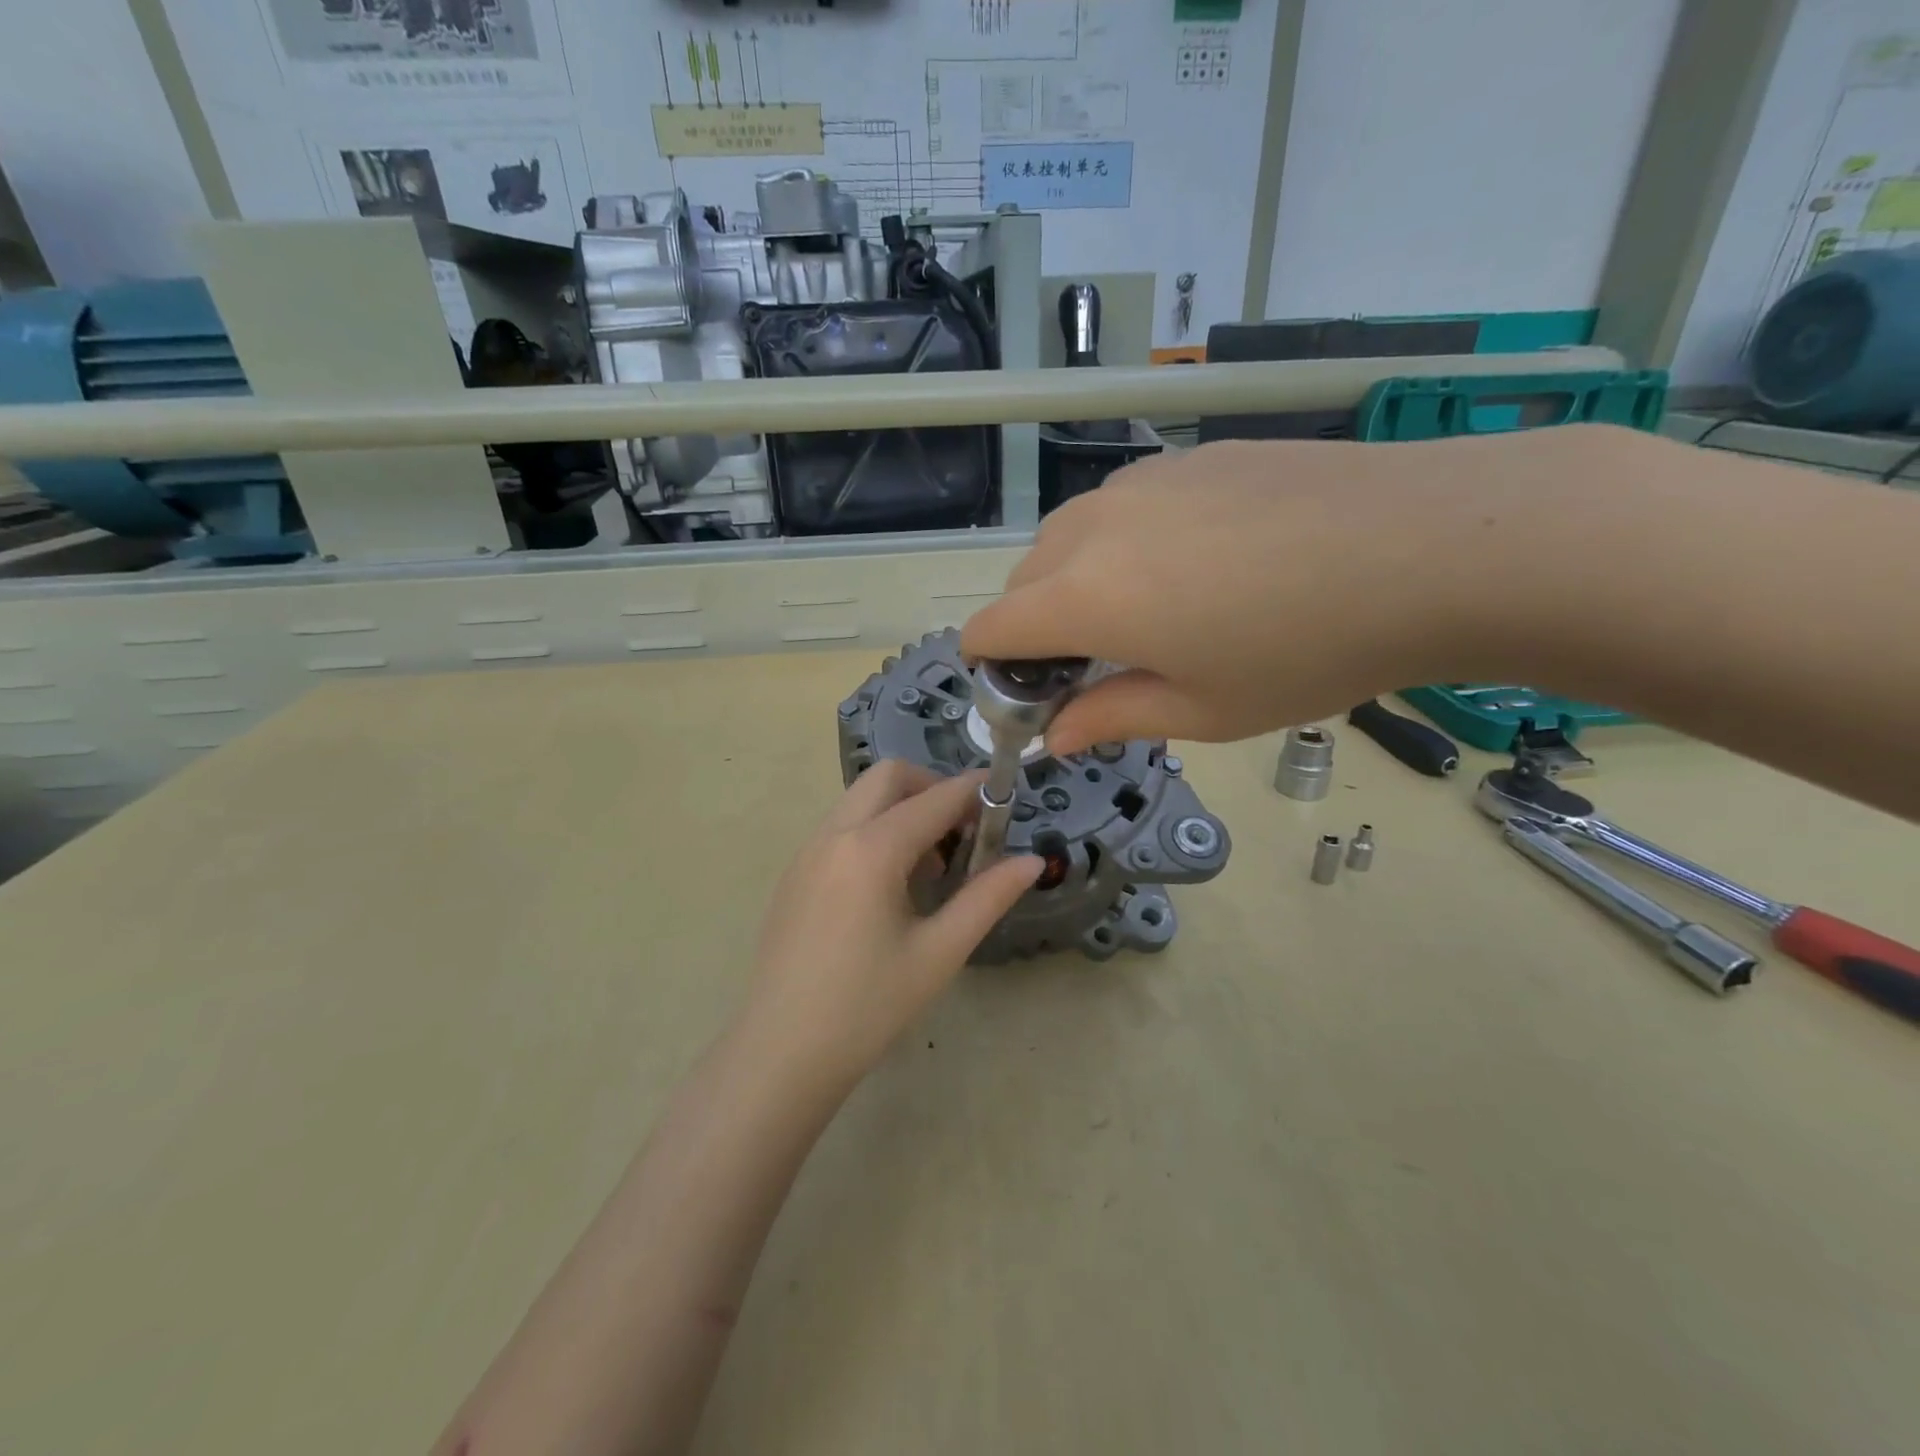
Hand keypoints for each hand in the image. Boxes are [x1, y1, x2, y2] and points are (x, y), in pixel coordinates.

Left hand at [739, 760, 1042, 1087]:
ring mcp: (806, 851)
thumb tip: (1032, 861)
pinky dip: (874, 829)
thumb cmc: (867, 1007)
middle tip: (964, 831)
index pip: (935, 799)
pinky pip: (841, 826)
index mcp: (871, 850)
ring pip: (861, 798)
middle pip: (889, 777)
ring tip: (931, 866)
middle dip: (933, 787)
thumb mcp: (939, 952)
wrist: (781, 1053)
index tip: (1007, 797)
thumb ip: (988, 897)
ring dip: (902, 809)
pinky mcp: (794, 872)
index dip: (975, 791)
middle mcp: (833, 835)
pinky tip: (890, 885)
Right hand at [961, 427, 1646, 754]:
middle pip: (1021, 582)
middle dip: (1036, 629)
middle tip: (1100, 665)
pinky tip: (1199, 564)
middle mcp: (1092, 528)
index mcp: (1083, 596)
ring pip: (1067, 538)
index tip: (1033, 696)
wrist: (1430, 545)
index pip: (989, 629)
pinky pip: (1121, 507)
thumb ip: (1111, 717)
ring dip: (1076, 582)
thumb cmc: (1304, 651)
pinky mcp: (1187, 457)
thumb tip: (1055, 735)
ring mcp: (1140, 482)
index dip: (993, 669)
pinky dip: (1123, 543)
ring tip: (1152, 613)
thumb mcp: (1203, 710)